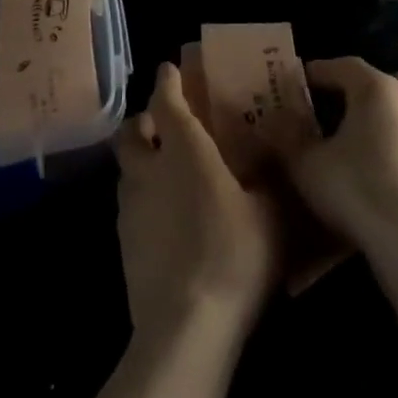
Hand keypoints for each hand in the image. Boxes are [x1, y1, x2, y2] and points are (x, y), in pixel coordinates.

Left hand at [114, 62, 283, 344]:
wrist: (185, 328)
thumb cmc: (233, 256)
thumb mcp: (270, 212)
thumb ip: (271, 176)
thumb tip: (275, 148)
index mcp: (183, 148)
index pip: (165, 100)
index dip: (167, 81)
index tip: (170, 69)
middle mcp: (149, 169)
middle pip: (131, 131)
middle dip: (144, 120)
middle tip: (164, 124)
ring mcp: (130, 208)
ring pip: (126, 168)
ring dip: (140, 160)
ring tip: (166, 171)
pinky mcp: (123, 244)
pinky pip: (129, 204)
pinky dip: (142, 198)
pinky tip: (165, 218)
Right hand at [284, 57, 397, 256]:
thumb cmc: (355, 187)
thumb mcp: (307, 163)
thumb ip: (287, 137)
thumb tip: (271, 119)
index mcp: (375, 89)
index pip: (343, 66)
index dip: (318, 71)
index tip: (298, 82)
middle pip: (383, 82)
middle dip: (359, 89)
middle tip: (334, 105)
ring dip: (380, 117)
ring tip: (353, 139)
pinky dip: (393, 144)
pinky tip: (374, 168)